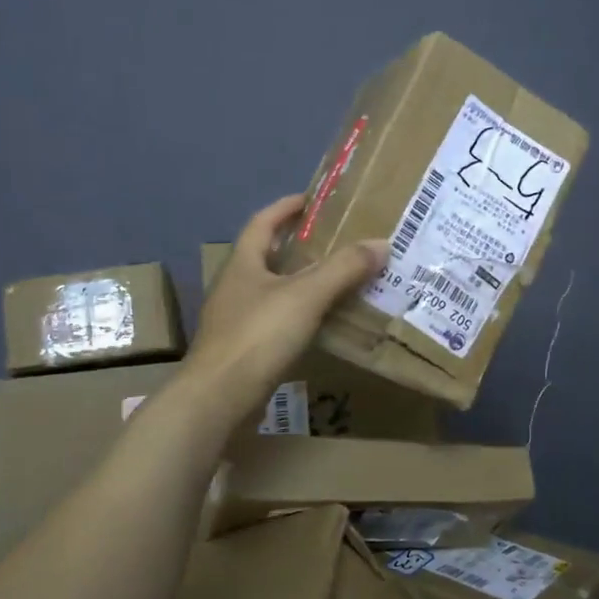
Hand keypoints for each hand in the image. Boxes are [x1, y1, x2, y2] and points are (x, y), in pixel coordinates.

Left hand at [184, 193, 387, 420]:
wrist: (217, 398)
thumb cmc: (257, 336)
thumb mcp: (306, 296)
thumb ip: (343, 268)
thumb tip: (381, 243)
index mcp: (243, 263)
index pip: (263, 222)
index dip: (286, 207)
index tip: (313, 200)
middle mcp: (235, 286)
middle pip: (267, 255)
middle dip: (299, 245)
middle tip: (336, 241)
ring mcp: (236, 319)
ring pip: (273, 290)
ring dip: (302, 281)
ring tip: (338, 280)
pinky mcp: (243, 349)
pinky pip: (277, 320)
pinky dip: (300, 314)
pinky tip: (322, 323)